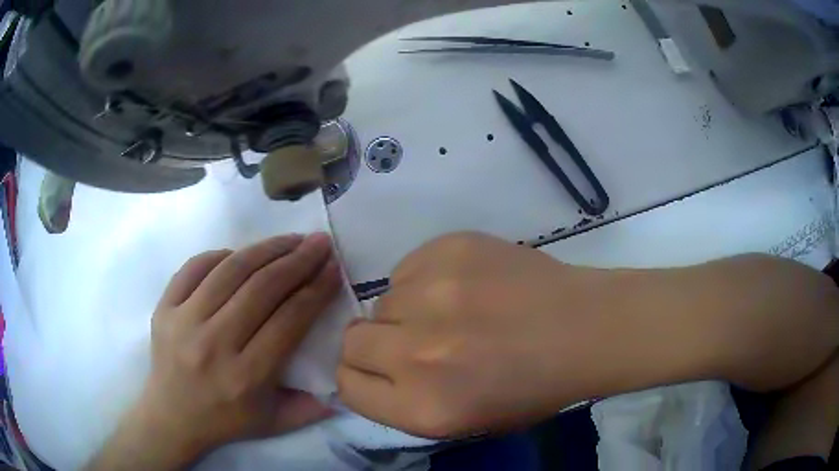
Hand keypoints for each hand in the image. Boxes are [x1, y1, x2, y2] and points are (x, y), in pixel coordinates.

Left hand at [88, 234, 341, 469]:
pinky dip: (222, 255)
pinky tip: (241, 255)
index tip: (333, 267)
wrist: (171, 416)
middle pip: (262, 288)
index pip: (289, 320)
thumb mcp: (274, 423)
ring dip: (266, 249)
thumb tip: (343, 379)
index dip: (316, 289)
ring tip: (289, 239)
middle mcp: (214, 345)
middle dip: (297, 260)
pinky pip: (195, 266)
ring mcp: (184, 321)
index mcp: (246, 377)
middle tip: (319, 242)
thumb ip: (310, 407)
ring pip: (230, 270)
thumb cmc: (225, 420)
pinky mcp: (164, 307)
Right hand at [339, 232, 642, 437]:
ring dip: (407, 311)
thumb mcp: (464, 422)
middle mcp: (417, 354)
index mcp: (423, 408)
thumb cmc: (532, 386)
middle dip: (375, 344)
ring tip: (453, 312)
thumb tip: (368, 368)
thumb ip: (404, 402)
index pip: (347, 386)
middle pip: (352, 340)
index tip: (380, 370)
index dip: (360, 377)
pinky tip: (465, 286)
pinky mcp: (449, 249)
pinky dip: (424, 280)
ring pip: (382, 301)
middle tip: (414, 340)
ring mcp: (433, 293)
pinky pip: (408, 267)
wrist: (584, 328)